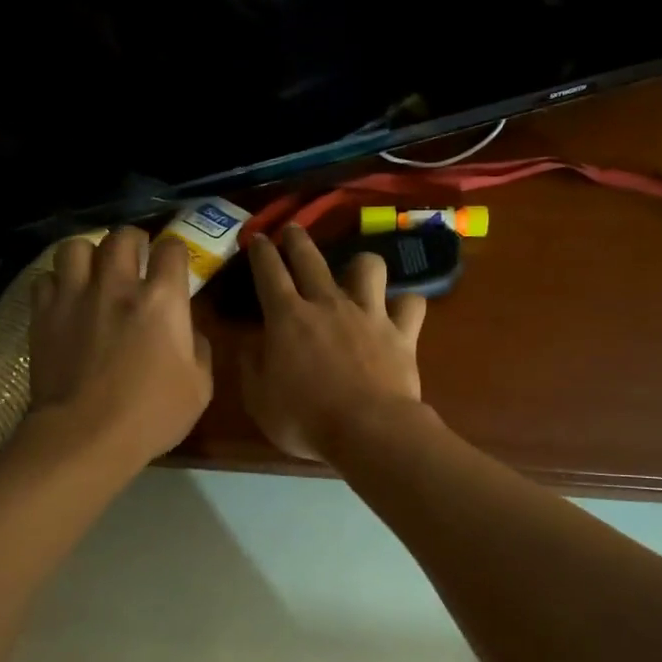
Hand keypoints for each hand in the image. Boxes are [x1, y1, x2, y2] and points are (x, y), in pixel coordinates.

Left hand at [29, 227, 213, 466]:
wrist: (84, 436)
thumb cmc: (150, 415)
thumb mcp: (199, 388)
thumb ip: (199, 350)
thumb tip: (190, 332)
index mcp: (161, 300)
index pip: (172, 249)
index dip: (175, 251)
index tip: (175, 262)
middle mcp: (117, 286)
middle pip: (122, 236)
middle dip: (133, 240)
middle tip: (135, 256)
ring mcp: (75, 297)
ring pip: (76, 246)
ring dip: (89, 254)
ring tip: (93, 271)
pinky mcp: (43, 314)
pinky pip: (46, 278)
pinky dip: (57, 283)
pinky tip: (64, 299)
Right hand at [241, 225, 427, 460]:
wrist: (368, 430)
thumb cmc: (306, 419)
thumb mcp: (260, 401)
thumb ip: (251, 368)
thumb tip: (250, 345)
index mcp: (287, 318)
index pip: (269, 272)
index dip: (261, 252)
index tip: (258, 238)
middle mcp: (328, 304)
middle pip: (311, 258)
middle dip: (298, 239)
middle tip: (293, 230)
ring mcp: (368, 314)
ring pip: (368, 267)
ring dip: (360, 265)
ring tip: (357, 272)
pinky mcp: (401, 332)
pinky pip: (411, 304)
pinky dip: (405, 304)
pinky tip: (401, 310)